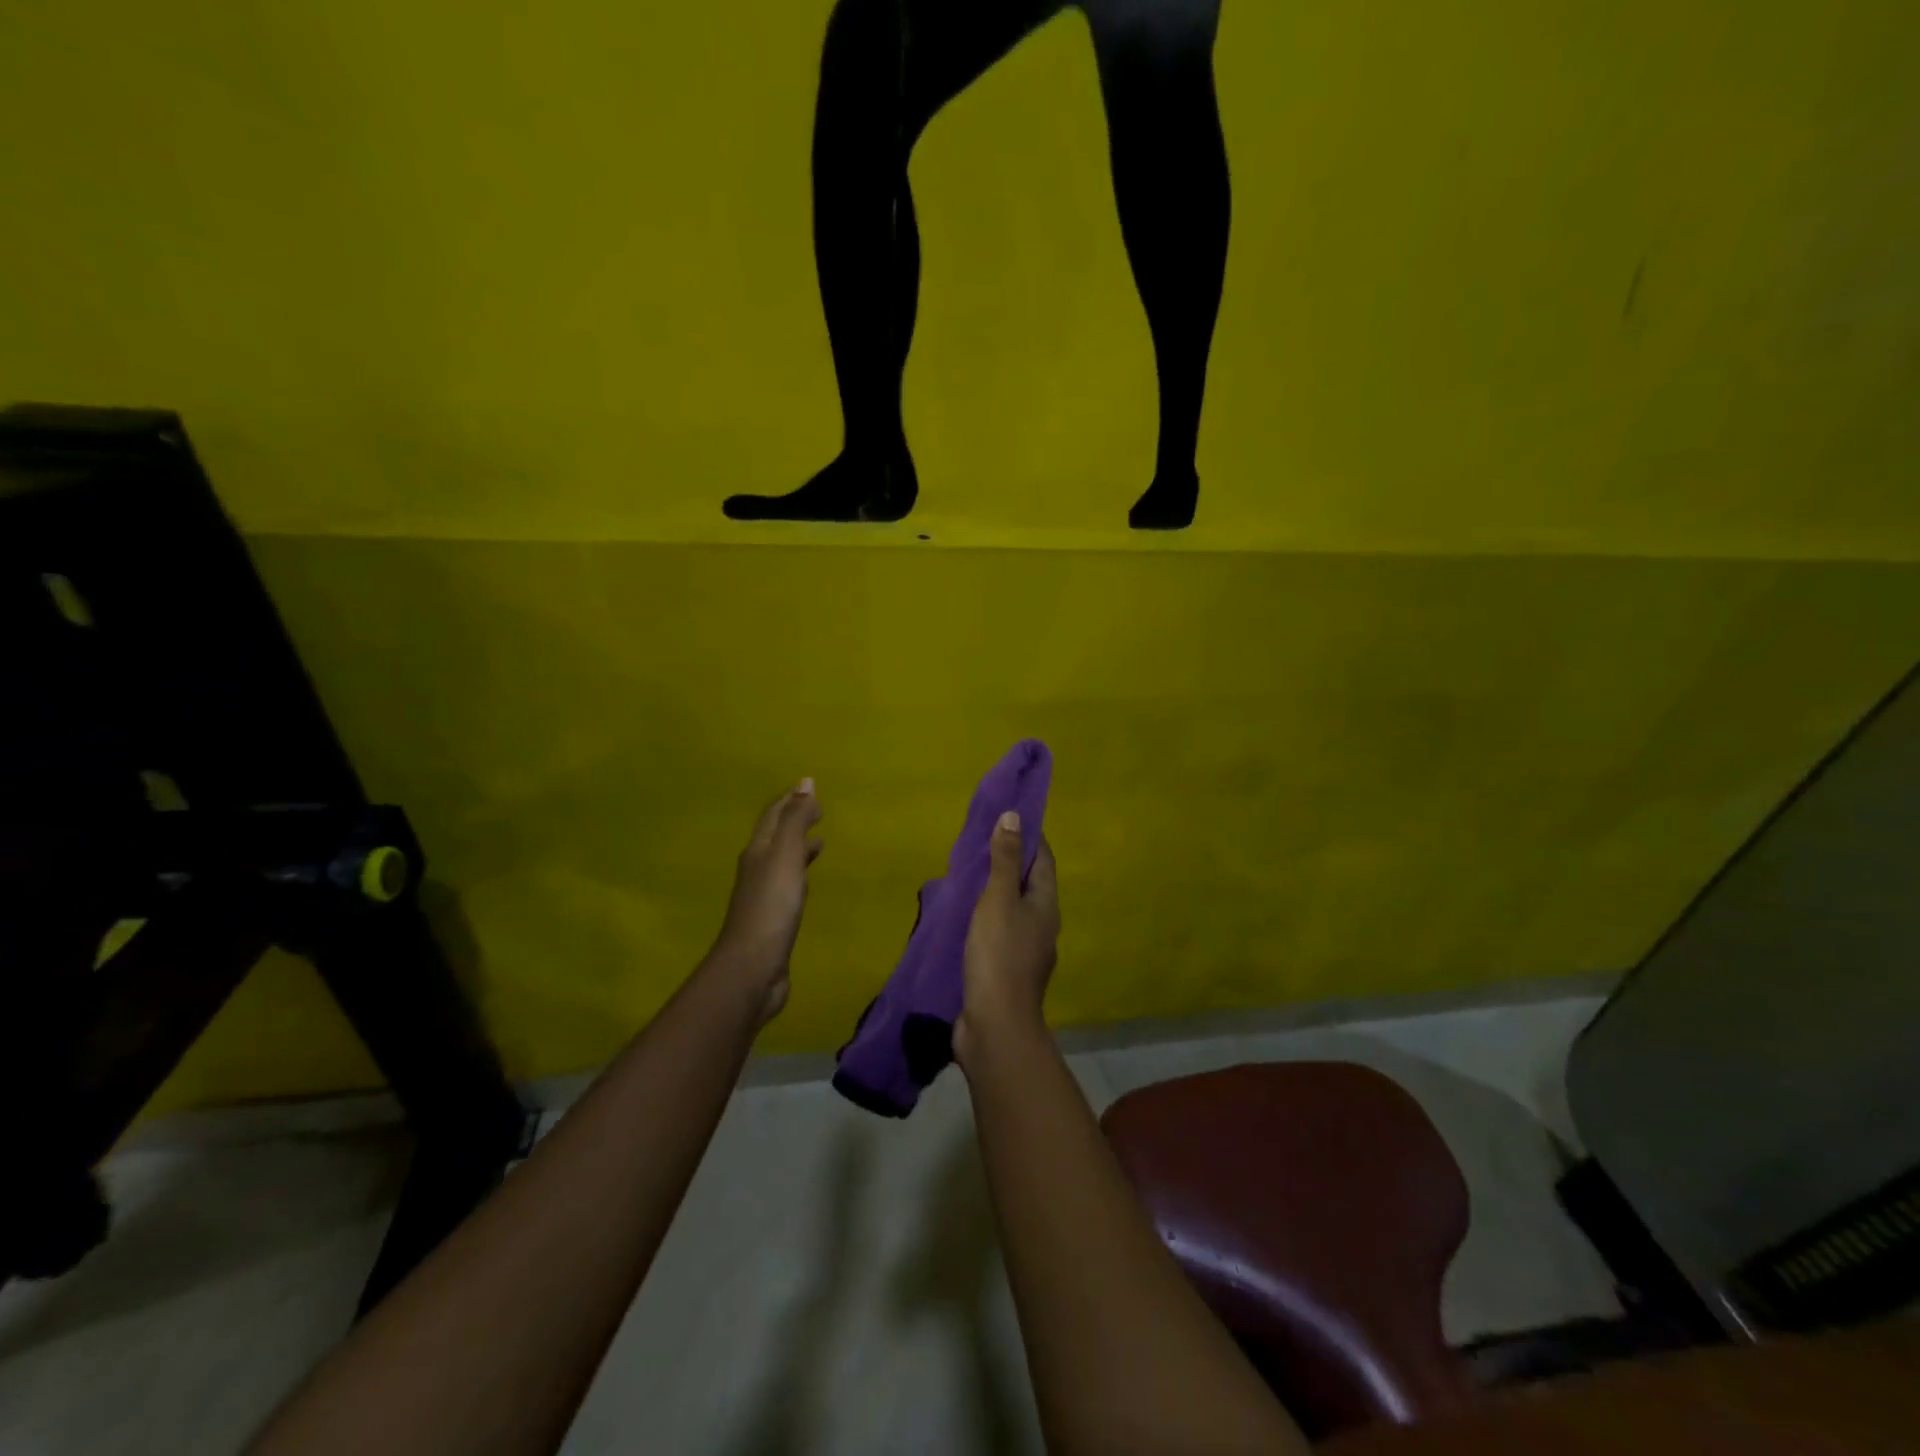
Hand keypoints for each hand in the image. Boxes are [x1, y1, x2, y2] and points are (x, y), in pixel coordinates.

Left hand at [711, 778, 822, 1023]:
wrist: (753, 966)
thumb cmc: (772, 906)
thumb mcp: (785, 856)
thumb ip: (796, 820)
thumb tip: (805, 782)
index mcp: (758, 851)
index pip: (773, 816)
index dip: (790, 800)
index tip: (810, 787)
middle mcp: (757, 868)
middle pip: (775, 837)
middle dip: (794, 820)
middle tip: (817, 810)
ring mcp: (763, 895)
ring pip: (782, 861)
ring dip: (798, 847)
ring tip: (819, 840)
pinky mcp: (773, 918)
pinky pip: (788, 885)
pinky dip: (800, 873)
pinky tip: (808, 881)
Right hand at [955, 810, 1058, 1068]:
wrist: (995, 1025)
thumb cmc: (999, 954)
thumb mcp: (998, 899)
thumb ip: (1004, 860)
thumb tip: (1014, 816)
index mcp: (1046, 905)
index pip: (1042, 859)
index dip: (1028, 836)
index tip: (1009, 816)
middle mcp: (1041, 925)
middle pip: (1028, 884)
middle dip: (1008, 862)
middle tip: (981, 843)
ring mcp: (1025, 951)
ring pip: (1011, 909)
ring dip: (994, 892)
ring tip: (968, 876)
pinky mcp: (1005, 970)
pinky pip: (997, 932)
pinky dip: (983, 918)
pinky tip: (964, 917)